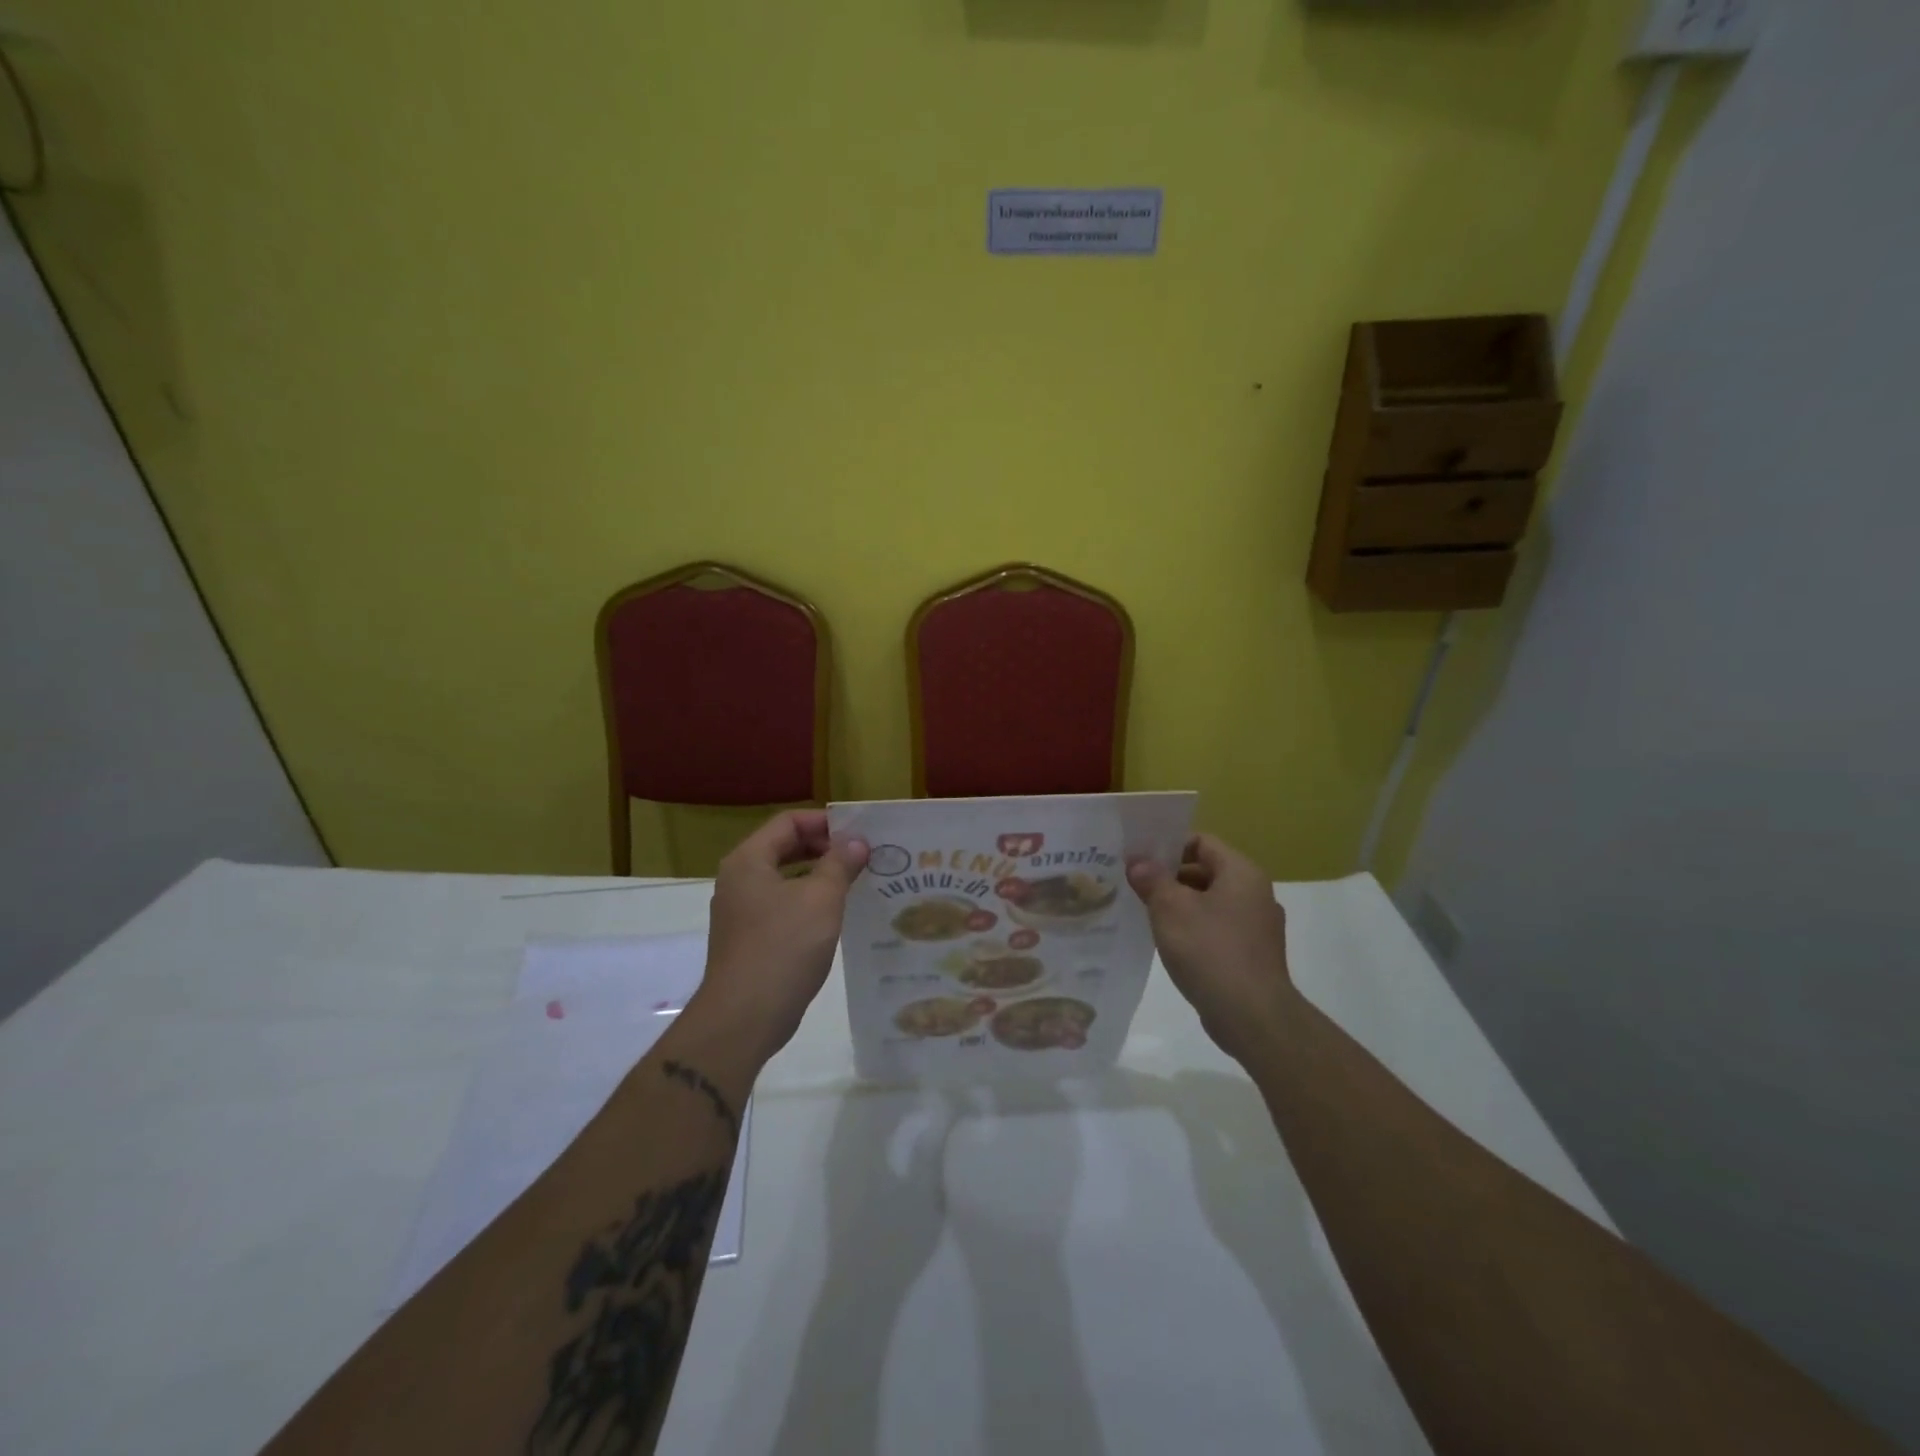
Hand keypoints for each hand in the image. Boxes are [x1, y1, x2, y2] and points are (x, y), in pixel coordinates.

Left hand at [690, 811, 868, 1064]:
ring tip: (854, 883)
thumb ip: (840, 864)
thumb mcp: (821, 899)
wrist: (743, 1018)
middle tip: (861, 857)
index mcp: (749, 861)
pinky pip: (780, 907)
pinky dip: (806, 903)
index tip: (858, 834)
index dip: (824, 822)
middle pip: (783, 847)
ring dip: (817, 876)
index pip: (788, 822)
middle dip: (823, 848)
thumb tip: (855, 842)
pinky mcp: (747, 940)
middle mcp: (738, 880)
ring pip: (783, 879)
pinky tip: (834, 917)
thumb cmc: (783, 947)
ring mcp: (740, 912)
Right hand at [1127, 834, 1296, 1062]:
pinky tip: (1170, 944)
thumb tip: (1138, 862)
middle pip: (1206, 871)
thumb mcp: (1170, 908)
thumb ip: (1152, 879)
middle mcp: (1255, 894)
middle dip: (1170, 877)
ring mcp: (1257, 927)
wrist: (1252, 1016)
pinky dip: (1194, 930)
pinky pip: (1218, 929)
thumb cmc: (1210, 950)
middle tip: (1135, 886)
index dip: (1168, 846)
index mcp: (1241, 873)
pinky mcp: (1252, 955)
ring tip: (1146, 915)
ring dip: (1179, 905)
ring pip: (1210, 903)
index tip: (1139, 859)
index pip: (1201, 842)